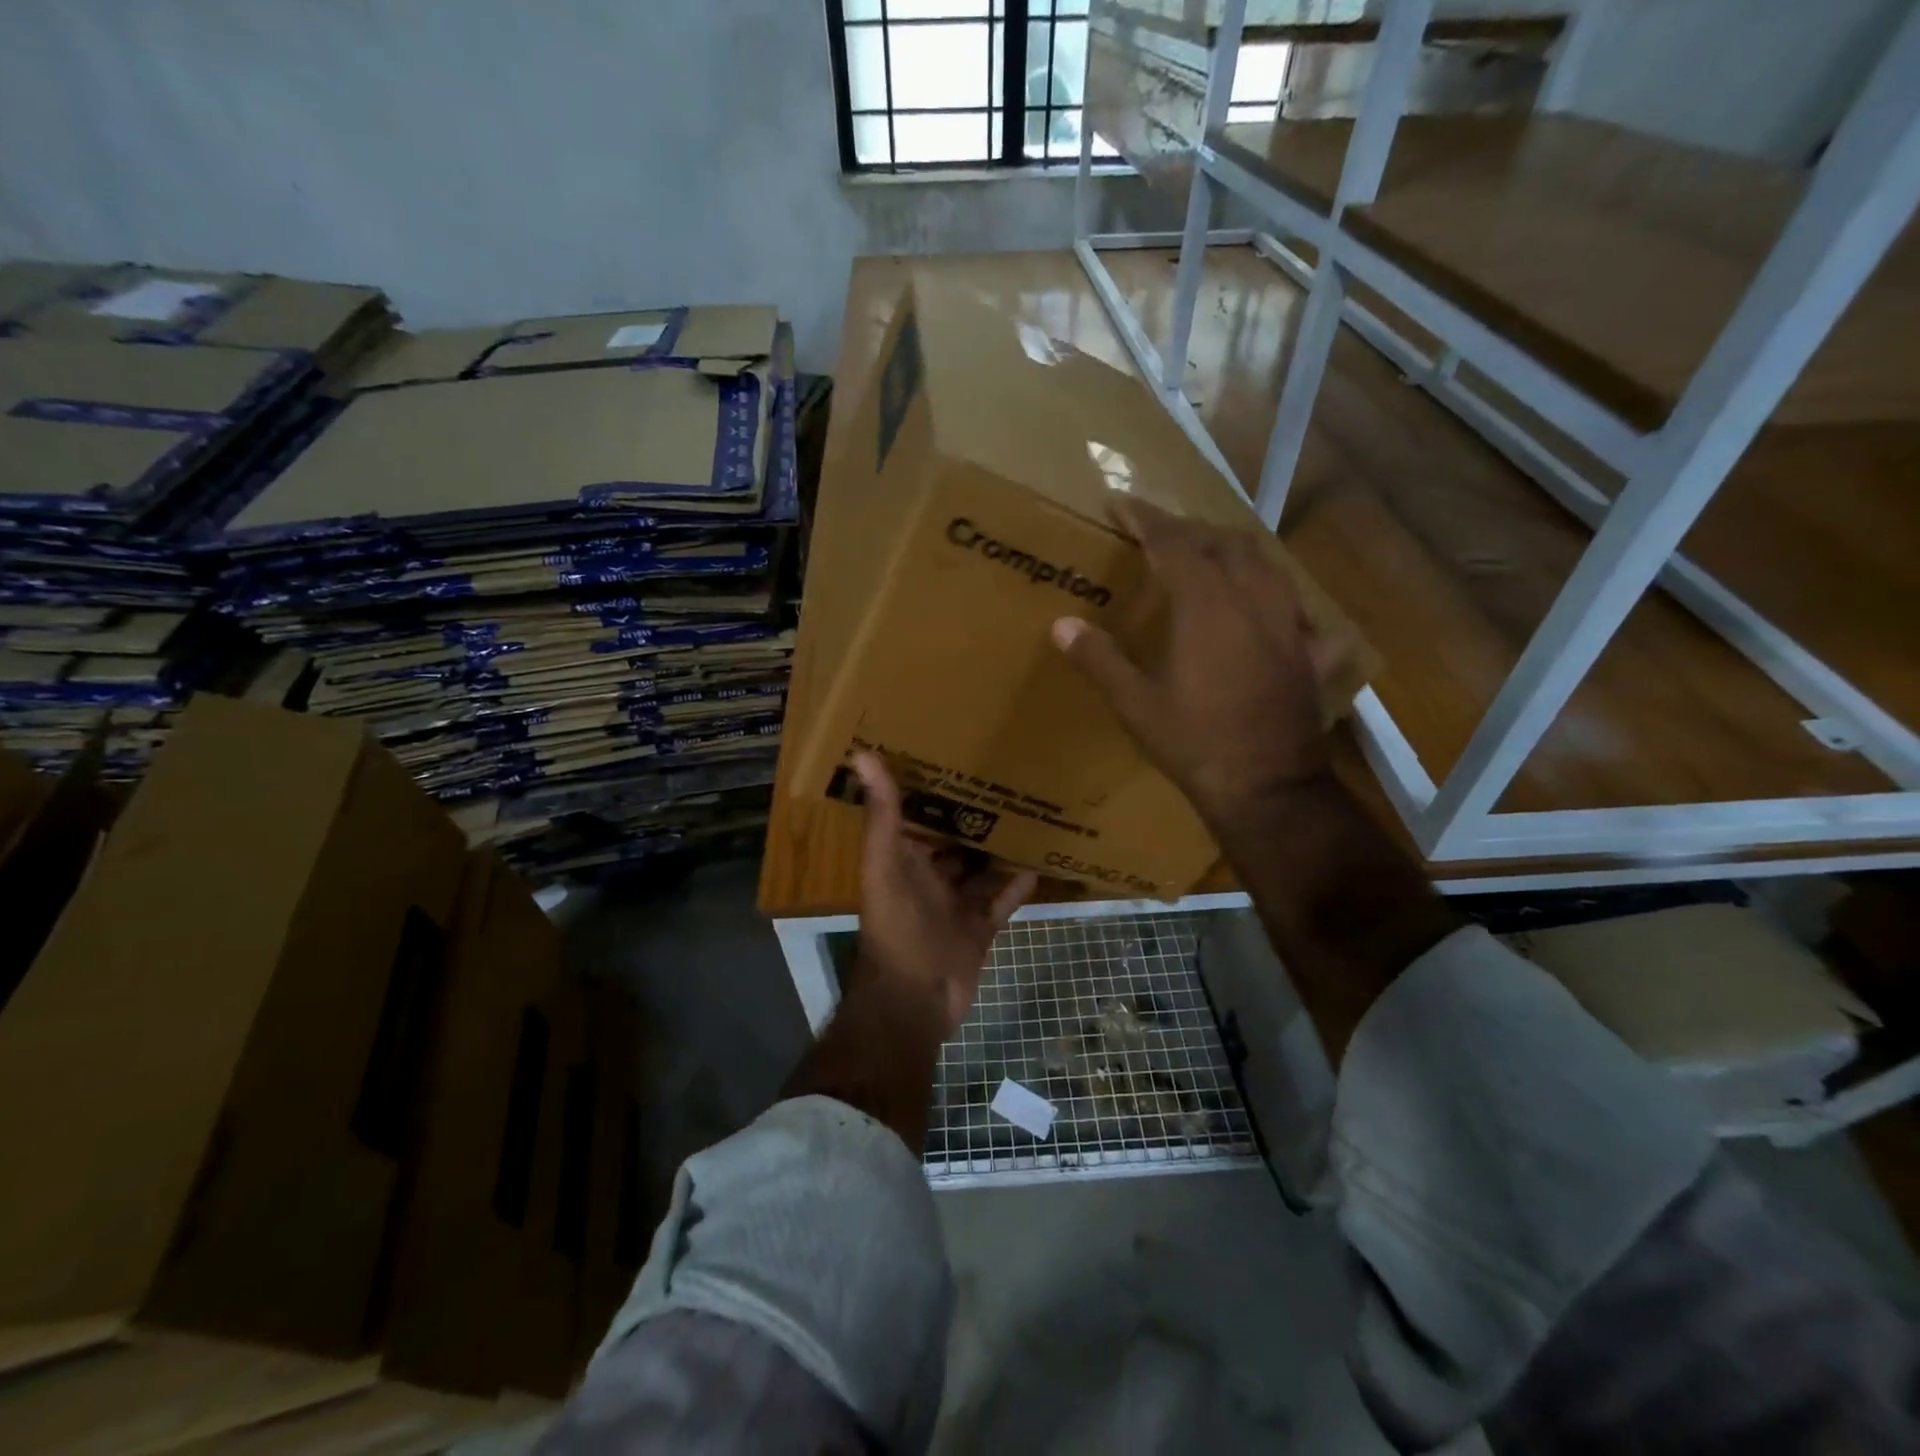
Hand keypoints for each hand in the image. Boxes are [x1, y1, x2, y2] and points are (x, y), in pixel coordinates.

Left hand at [852, 752, 1037, 1036]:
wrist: (916, 1001)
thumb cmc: (898, 928)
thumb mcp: (886, 865)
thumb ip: (881, 815)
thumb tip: (861, 753)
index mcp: (903, 860)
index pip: (916, 816)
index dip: (933, 790)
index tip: (958, 756)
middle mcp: (929, 879)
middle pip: (954, 841)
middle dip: (975, 817)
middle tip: (1007, 780)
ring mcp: (956, 905)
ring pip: (981, 869)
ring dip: (1000, 848)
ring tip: (1030, 813)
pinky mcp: (980, 929)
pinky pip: (1003, 900)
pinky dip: (1018, 883)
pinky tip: (1040, 859)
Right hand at [1052, 497, 1334, 836]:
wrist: (1267, 787)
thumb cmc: (1194, 744)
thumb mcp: (1136, 704)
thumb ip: (1100, 658)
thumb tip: (1060, 625)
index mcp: (1206, 606)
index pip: (1174, 542)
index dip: (1146, 518)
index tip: (1122, 502)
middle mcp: (1252, 601)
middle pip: (1224, 542)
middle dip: (1189, 529)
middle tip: (1160, 534)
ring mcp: (1288, 624)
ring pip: (1265, 563)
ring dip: (1232, 549)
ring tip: (1208, 555)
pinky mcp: (1308, 652)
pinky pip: (1296, 605)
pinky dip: (1273, 593)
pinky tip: (1265, 607)